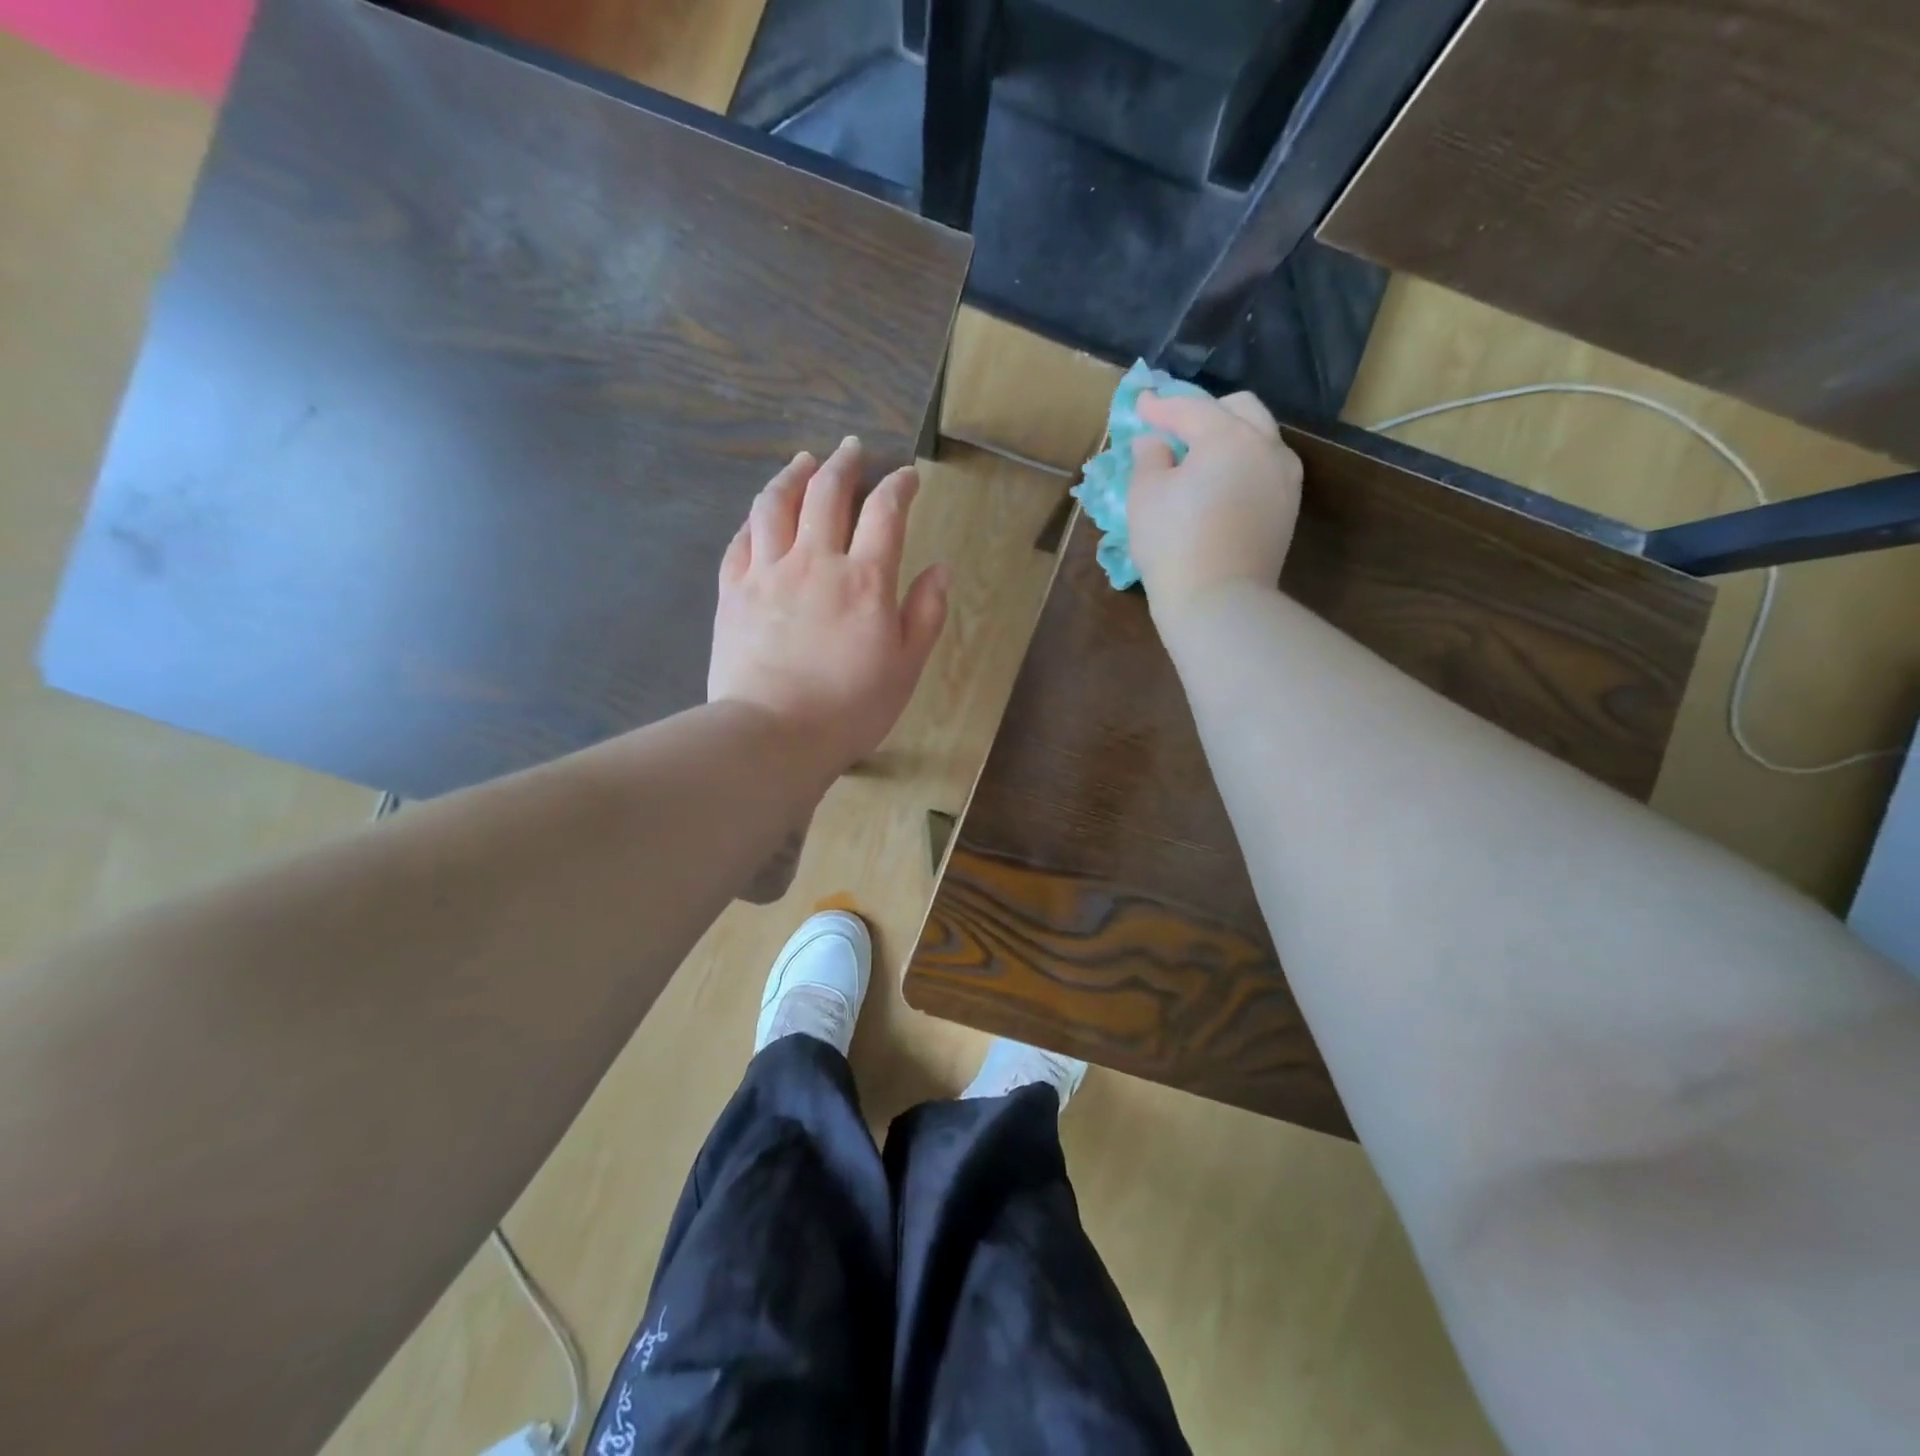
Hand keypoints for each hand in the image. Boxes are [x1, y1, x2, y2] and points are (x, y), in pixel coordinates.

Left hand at [709, 437, 949, 777]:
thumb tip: (940, 569)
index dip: (898, 486)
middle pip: (827, 493)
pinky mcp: (733, 591)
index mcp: (863, 580)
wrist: (773, 735)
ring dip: (793, 476)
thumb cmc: (850, 708)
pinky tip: (761, 514)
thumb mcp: (906, 667)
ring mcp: (767, 573)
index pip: (884, 512)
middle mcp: (814, 562)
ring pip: (776, 505)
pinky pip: (741, 540)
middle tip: (853, 449)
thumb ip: (926, 614)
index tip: (907, 476)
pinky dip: (755, 518)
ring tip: (804, 461)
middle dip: (844, 464)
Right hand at [1127, 390, 1302, 619]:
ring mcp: (1284, 478)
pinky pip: (1266, 468)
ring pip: (1260, 437)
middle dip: (1206, 410)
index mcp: (1228, 437)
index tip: (1140, 405)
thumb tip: (1154, 441)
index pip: (1191, 409)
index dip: (1161, 406)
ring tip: (1200, 456)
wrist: (1218, 602)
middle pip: (1240, 409)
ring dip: (1230, 435)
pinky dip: (1243, 463)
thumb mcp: (1145, 496)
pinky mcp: (1287, 508)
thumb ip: (1149, 458)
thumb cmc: (1173, 545)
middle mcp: (1266, 447)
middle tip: (1175, 428)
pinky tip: (1221, 483)